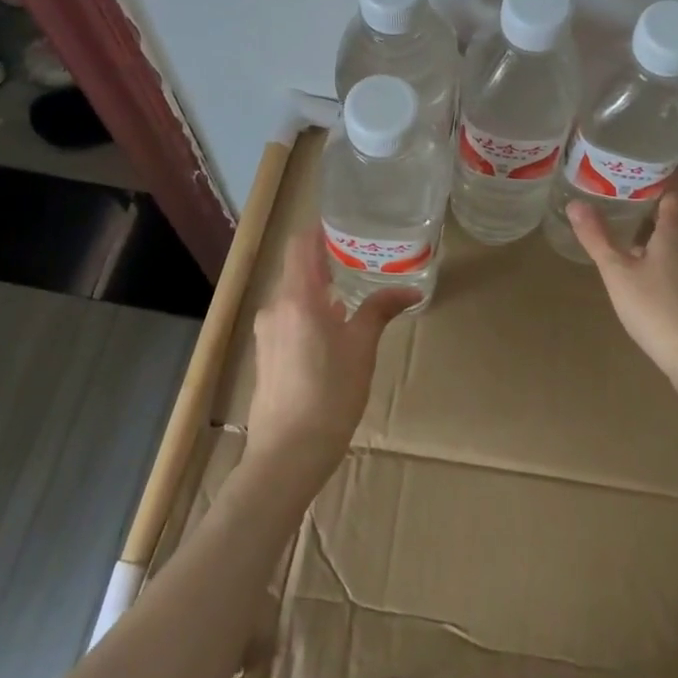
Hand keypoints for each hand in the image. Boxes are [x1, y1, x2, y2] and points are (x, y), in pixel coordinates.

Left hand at [245, 227, 417, 484]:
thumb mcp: (362, 348)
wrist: (287, 454)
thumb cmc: (330, 394)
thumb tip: (411, 291)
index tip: (346, 223)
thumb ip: (380, 310)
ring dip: (319, 289)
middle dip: (326, 260)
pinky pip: (288, 317)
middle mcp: (275, 307)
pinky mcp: (266, 354)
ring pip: (293, 295)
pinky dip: (309, 311)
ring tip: (352, 292)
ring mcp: (266, 332)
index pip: (300, 244)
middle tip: (361, 257)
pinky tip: (333, 328)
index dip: (319, 229)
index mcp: (297, 297)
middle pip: (297, 269)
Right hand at [568, 181, 677, 382]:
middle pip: (677, 214)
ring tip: (629, 224)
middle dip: (654, 200)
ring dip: (657, 229)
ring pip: (677, 239)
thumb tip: (575, 202)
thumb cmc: (656, 308)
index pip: (676, 190)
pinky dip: (662, 253)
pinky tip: (644, 266)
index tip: (646, 161)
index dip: (665, 173)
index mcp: (675, 231)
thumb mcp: (618, 272)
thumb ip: (597, 238)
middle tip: (624, 190)